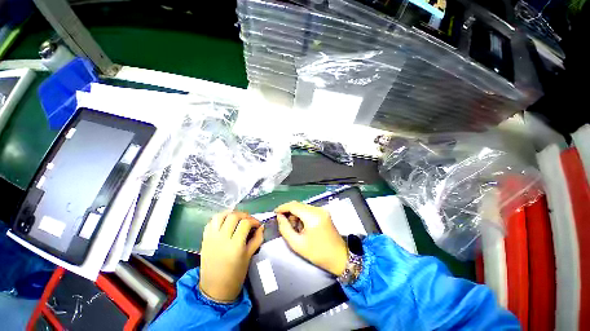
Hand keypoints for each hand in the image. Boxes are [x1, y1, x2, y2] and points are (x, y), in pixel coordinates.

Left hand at [199, 211, 263, 302]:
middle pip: (234, 216)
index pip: (245, 223)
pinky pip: (211, 222)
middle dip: (244, 215)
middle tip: (249, 221)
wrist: (214, 289)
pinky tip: (225, 222)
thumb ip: (257, 239)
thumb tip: (261, 227)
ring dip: (231, 214)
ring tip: (237, 218)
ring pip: (221, 216)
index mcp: (235, 245)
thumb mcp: (249, 256)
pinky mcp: (204, 239)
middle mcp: (222, 239)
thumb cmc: (235, 275)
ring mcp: (211, 238)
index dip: (254, 221)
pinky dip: (219, 218)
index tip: (257, 224)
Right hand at [275, 201, 346, 275]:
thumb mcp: (297, 244)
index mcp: (312, 217)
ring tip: (295, 228)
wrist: (339, 257)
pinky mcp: (324, 212)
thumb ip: (285, 228)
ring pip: (303, 207)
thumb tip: (279, 217)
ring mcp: (322, 210)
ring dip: (296, 214)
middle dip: (289, 212)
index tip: (275, 212)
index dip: (283, 207)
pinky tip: (302, 226)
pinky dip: (303, 215)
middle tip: (285, 224)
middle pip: (298, 205)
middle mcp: (318, 209)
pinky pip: (309, 210)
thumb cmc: (318, 253)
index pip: (294, 205)